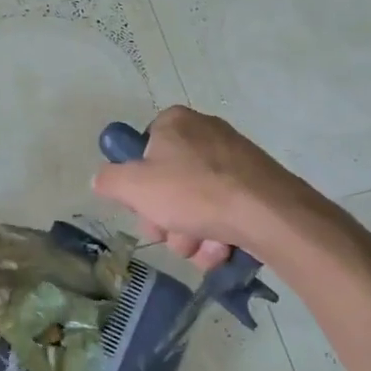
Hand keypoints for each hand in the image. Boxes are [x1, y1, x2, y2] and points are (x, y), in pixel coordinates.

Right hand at [92, 106, 328, 270]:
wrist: (269, 214)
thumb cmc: (193, 192)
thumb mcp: (133, 187)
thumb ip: (109, 180)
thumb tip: (101, 179)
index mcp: (174, 122)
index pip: (142, 151)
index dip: (138, 184)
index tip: (143, 206)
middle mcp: (205, 132)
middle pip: (168, 183)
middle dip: (166, 219)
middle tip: (170, 234)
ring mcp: (234, 159)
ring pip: (195, 204)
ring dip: (191, 234)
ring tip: (200, 247)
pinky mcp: (257, 185)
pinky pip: (224, 211)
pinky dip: (218, 234)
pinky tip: (222, 248)